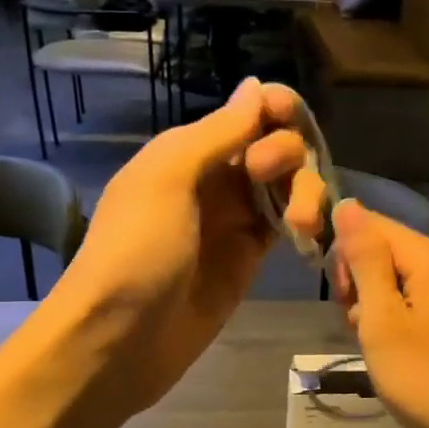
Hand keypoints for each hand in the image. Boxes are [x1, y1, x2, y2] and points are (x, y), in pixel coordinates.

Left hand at [50, 78, 326, 415]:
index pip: (246, 114)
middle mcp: (214, 180)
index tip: (294, 119)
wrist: (118, 340)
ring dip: (303, 191)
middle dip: (288, 153)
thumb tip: (257, 86)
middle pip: (273, 147)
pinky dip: (303, 223)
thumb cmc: (136, 250)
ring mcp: (232, 222)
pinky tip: (310, 233)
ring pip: (286, 187)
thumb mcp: (167, 178)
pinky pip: (285, 227)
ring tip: (303, 223)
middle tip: (270, 176)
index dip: (276, 109)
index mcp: (187, 151)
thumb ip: (218, 133)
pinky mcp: (248, 260)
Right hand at [327, 200, 428, 427]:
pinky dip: (396, 320)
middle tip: (358, 325)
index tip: (340, 296)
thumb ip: (364, 259)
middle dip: (359, 281)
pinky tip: (394, 352)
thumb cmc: (427, 377)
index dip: (344, 253)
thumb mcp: (382, 318)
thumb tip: (347, 204)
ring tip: (375, 344)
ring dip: (374, 305)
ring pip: (397, 279)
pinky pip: (416, 301)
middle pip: (386, 250)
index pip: (371, 224)